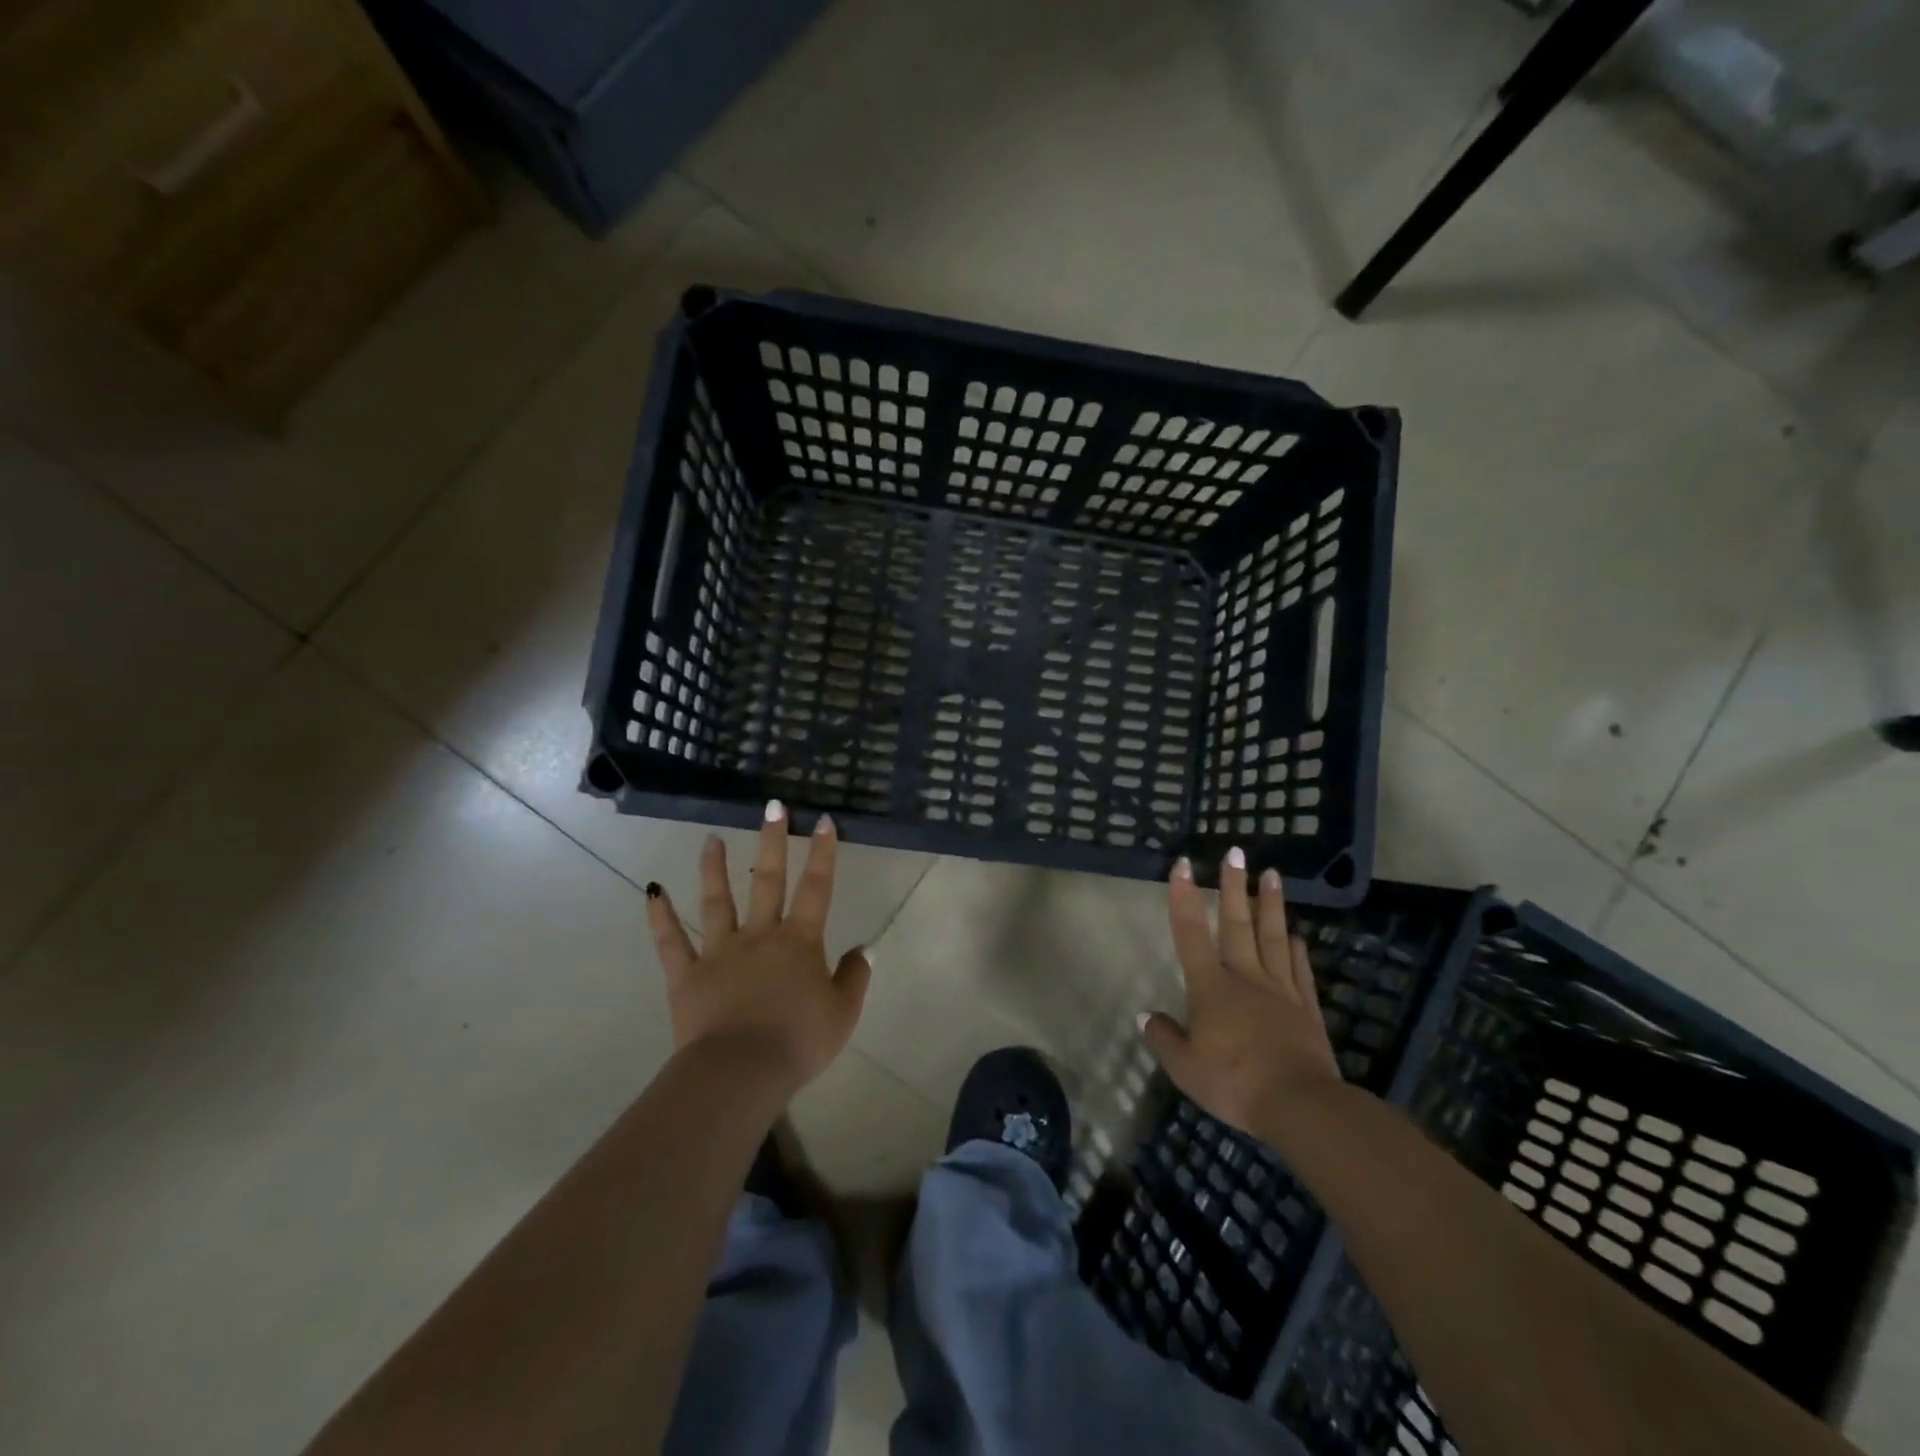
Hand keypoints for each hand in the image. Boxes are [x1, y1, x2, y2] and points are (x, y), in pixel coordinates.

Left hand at [644, 802, 871, 1099]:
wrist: (741, 1072)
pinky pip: (672, 941)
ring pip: (717, 901)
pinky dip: (660, 917)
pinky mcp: (687, 974)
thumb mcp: (842, 1013)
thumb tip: (864, 949)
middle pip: (768, 881)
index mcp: (799, 941)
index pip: (816, 887)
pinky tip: (652, 892)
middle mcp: (759, 935)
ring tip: (712, 839)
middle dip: (772, 841)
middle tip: (772, 807)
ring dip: (715, 868)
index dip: (823, 852)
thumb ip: (854, 977)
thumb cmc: (798, 1041)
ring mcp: (720, 951)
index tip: (822, 820)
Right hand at [1139, 851, 1341, 1138]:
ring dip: (1270, 904)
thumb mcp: (1185, 1068)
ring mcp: (1280, 990)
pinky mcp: (1306, 1008)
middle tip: (1235, 852)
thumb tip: (1145, 1016)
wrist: (1299, 1105)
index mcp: (1211, 988)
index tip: (1182, 865)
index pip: (1191, 934)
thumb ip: (1164, 1038)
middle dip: (1233, 886)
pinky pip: (1299, 969)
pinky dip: (1296, 948)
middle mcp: (1245, 978)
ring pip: (1273, 937)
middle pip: (1237, 924)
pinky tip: (1296, 933)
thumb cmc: (1235, 1083)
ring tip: (1272, 874)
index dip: (1183, 897)